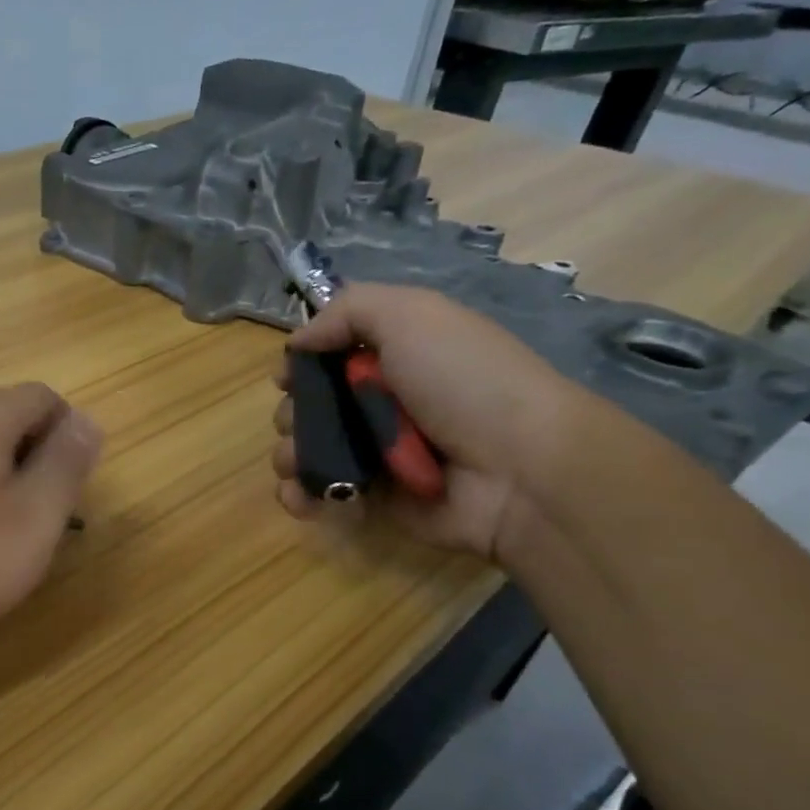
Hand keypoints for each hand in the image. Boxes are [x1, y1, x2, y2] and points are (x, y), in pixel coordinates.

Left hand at [0, 383, 101, 657]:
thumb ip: (67, 462)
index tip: (65, 493)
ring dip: (3, 472)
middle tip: (38, 515)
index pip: (43, 398)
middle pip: (8, 413)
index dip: (67, 439)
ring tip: (4, 529)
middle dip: (35, 454)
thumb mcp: (34, 517)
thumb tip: (87, 420)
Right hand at [271, 284, 585, 558]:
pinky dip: (300, 496)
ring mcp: (376, 453)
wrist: (521, 469)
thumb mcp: (413, 316)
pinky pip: (320, 494)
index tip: (289, 375)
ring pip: (308, 450)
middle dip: (291, 413)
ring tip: (298, 465)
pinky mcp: (372, 498)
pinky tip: (302, 498)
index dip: (303, 363)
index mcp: (393, 356)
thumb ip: (348, 311)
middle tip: (299, 422)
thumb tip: (298, 341)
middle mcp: (381, 403)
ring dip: (290, 456)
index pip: (329, 355)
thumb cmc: (465, 381)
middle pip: (310, 405)